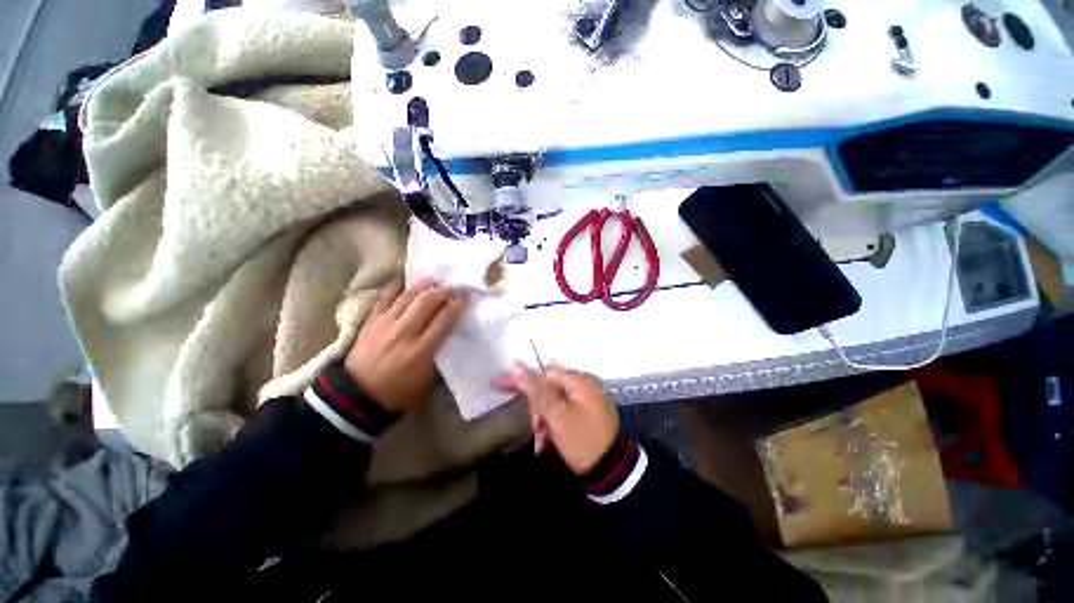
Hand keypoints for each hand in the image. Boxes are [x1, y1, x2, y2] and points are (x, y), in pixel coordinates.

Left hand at [344, 278, 468, 412]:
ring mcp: (385, 325)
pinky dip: (394, 288)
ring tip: (434, 280)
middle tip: (452, 287)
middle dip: (443, 291)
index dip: (458, 305)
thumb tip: (447, 331)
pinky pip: (383, 299)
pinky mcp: (370, 322)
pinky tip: (403, 279)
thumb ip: (438, 353)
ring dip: (423, 285)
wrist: (357, 396)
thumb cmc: (398, 392)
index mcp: (421, 350)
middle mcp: (404, 333)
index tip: (466, 297)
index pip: (444, 320)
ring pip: (407, 297)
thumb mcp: (426, 379)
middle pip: (427, 302)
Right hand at [496, 363, 618, 474]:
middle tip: (536, 430)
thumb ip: (535, 390)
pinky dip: (553, 423)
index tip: (510, 396)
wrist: (610, 472)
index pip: (546, 374)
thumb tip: (514, 365)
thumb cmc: (582, 440)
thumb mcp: (556, 415)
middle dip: (538, 409)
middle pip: (550, 388)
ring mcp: (587, 399)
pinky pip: (563, 410)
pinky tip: (547, 439)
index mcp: (580, 380)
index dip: (528, 385)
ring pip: (554, 401)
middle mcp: (585, 385)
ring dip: (544, 419)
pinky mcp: (586, 413)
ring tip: (541, 439)